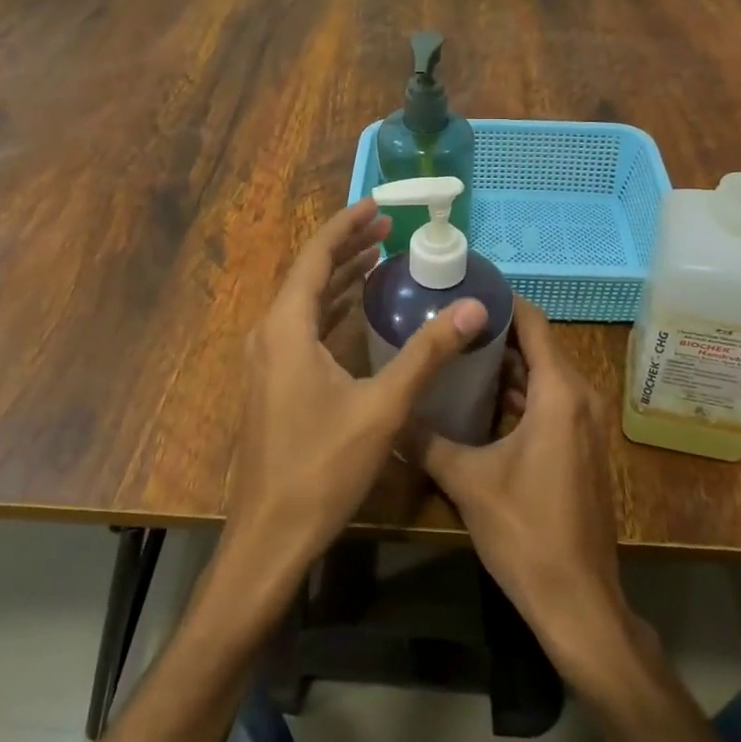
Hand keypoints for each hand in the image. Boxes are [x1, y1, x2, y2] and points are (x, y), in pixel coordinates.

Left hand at [225, 198, 486, 586]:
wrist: (270, 536)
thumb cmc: (322, 467)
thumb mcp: (383, 406)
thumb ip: (427, 353)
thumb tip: (473, 308)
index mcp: (287, 327)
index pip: (316, 256)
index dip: (347, 226)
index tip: (378, 205)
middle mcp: (269, 333)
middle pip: (309, 273)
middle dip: (348, 246)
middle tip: (388, 228)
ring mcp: (267, 359)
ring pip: (305, 301)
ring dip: (341, 276)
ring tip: (379, 256)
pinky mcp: (273, 381)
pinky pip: (303, 327)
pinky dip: (332, 308)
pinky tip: (359, 310)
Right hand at [419, 296, 636, 685]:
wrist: (579, 602)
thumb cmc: (526, 532)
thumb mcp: (467, 482)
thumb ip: (426, 441)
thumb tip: (389, 413)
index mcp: (558, 393)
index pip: (533, 322)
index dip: (500, 300)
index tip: (462, 288)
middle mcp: (579, 398)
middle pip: (537, 345)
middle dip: (494, 330)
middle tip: (447, 319)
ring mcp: (585, 424)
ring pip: (542, 375)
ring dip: (505, 363)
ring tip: (455, 351)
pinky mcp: (581, 446)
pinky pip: (549, 400)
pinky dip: (518, 392)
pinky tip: (477, 398)